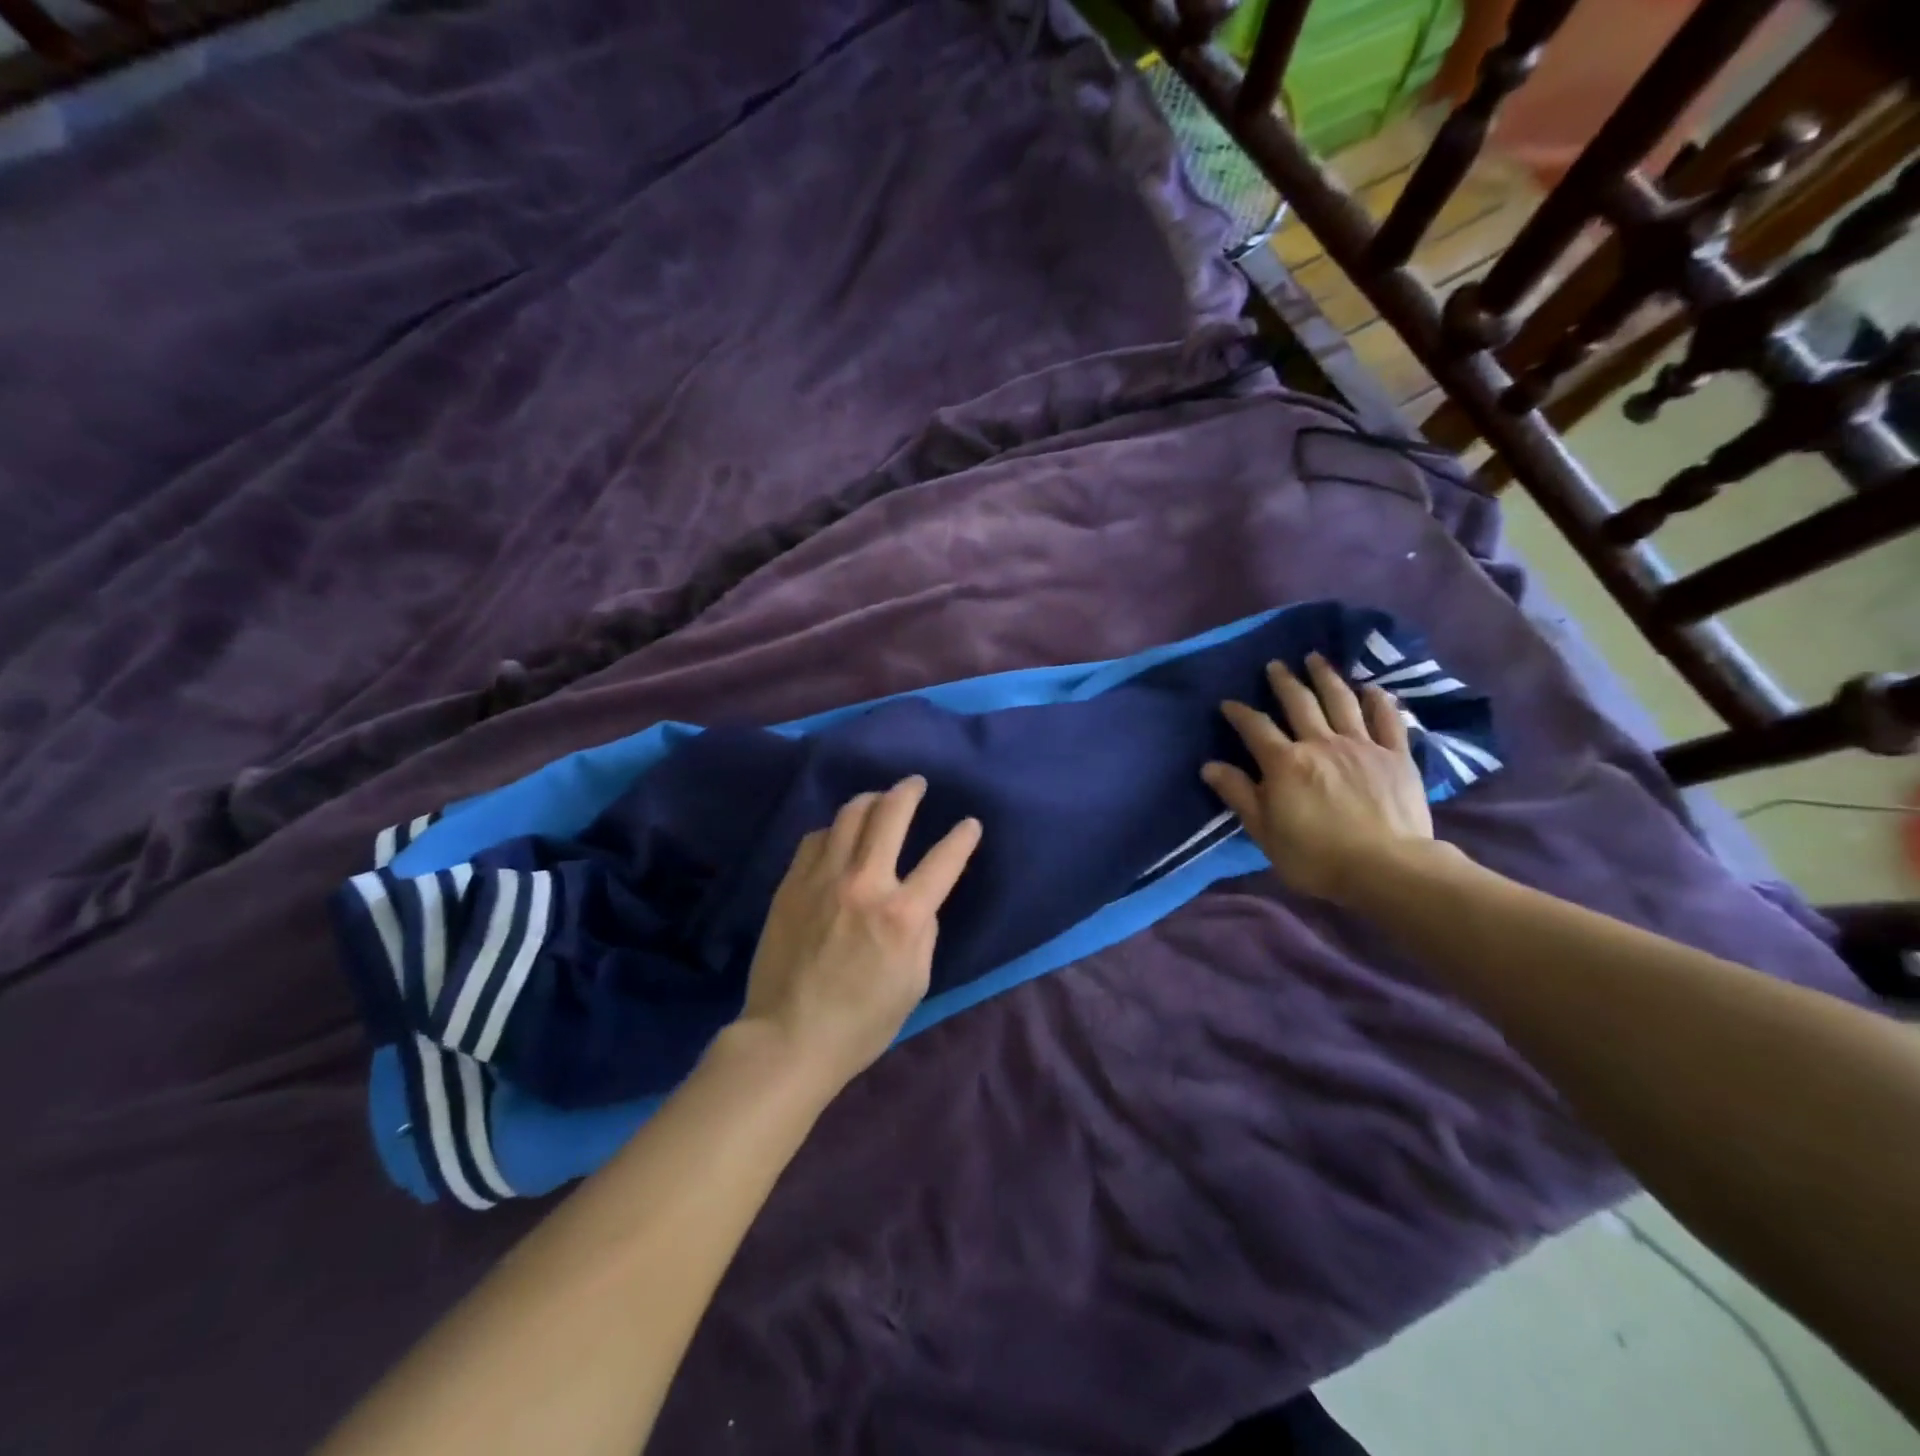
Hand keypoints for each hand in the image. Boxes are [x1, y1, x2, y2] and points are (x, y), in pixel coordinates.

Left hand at [739, 776, 982, 1093]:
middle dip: (909, 791)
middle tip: (916, 784)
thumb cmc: (862, 1021)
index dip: (963, 837)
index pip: (944, 859)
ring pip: (849, 815)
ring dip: (870, 801)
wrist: (789, 1036)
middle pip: (890, 814)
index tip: (969, 824)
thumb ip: (923, 930)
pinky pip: (817, 838)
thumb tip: (918, 898)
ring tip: (878, 800)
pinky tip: (839, 836)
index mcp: (903, 915)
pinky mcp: (792, 883)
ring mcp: (823, 879)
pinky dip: (835, 830)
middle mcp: (865, 883)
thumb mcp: (915, 981)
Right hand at [1202, 653, 1433, 903]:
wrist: (1387, 868)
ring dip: (1326, 677)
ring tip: (1316, 659)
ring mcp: (1361, 745)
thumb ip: (1239, 794)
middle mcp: (1320, 743)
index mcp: (1284, 762)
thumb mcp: (1264, 831)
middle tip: (1275, 665)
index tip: (1229, 703)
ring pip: (1340, 701)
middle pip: (1299, 703)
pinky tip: (1371, 688)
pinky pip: (1387, 719)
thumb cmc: (1316, 856)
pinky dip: (1378, 701)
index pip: (1255, 727)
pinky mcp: (1395, 756)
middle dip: (1284, 682)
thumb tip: (1210, 766)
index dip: (1239, 713)